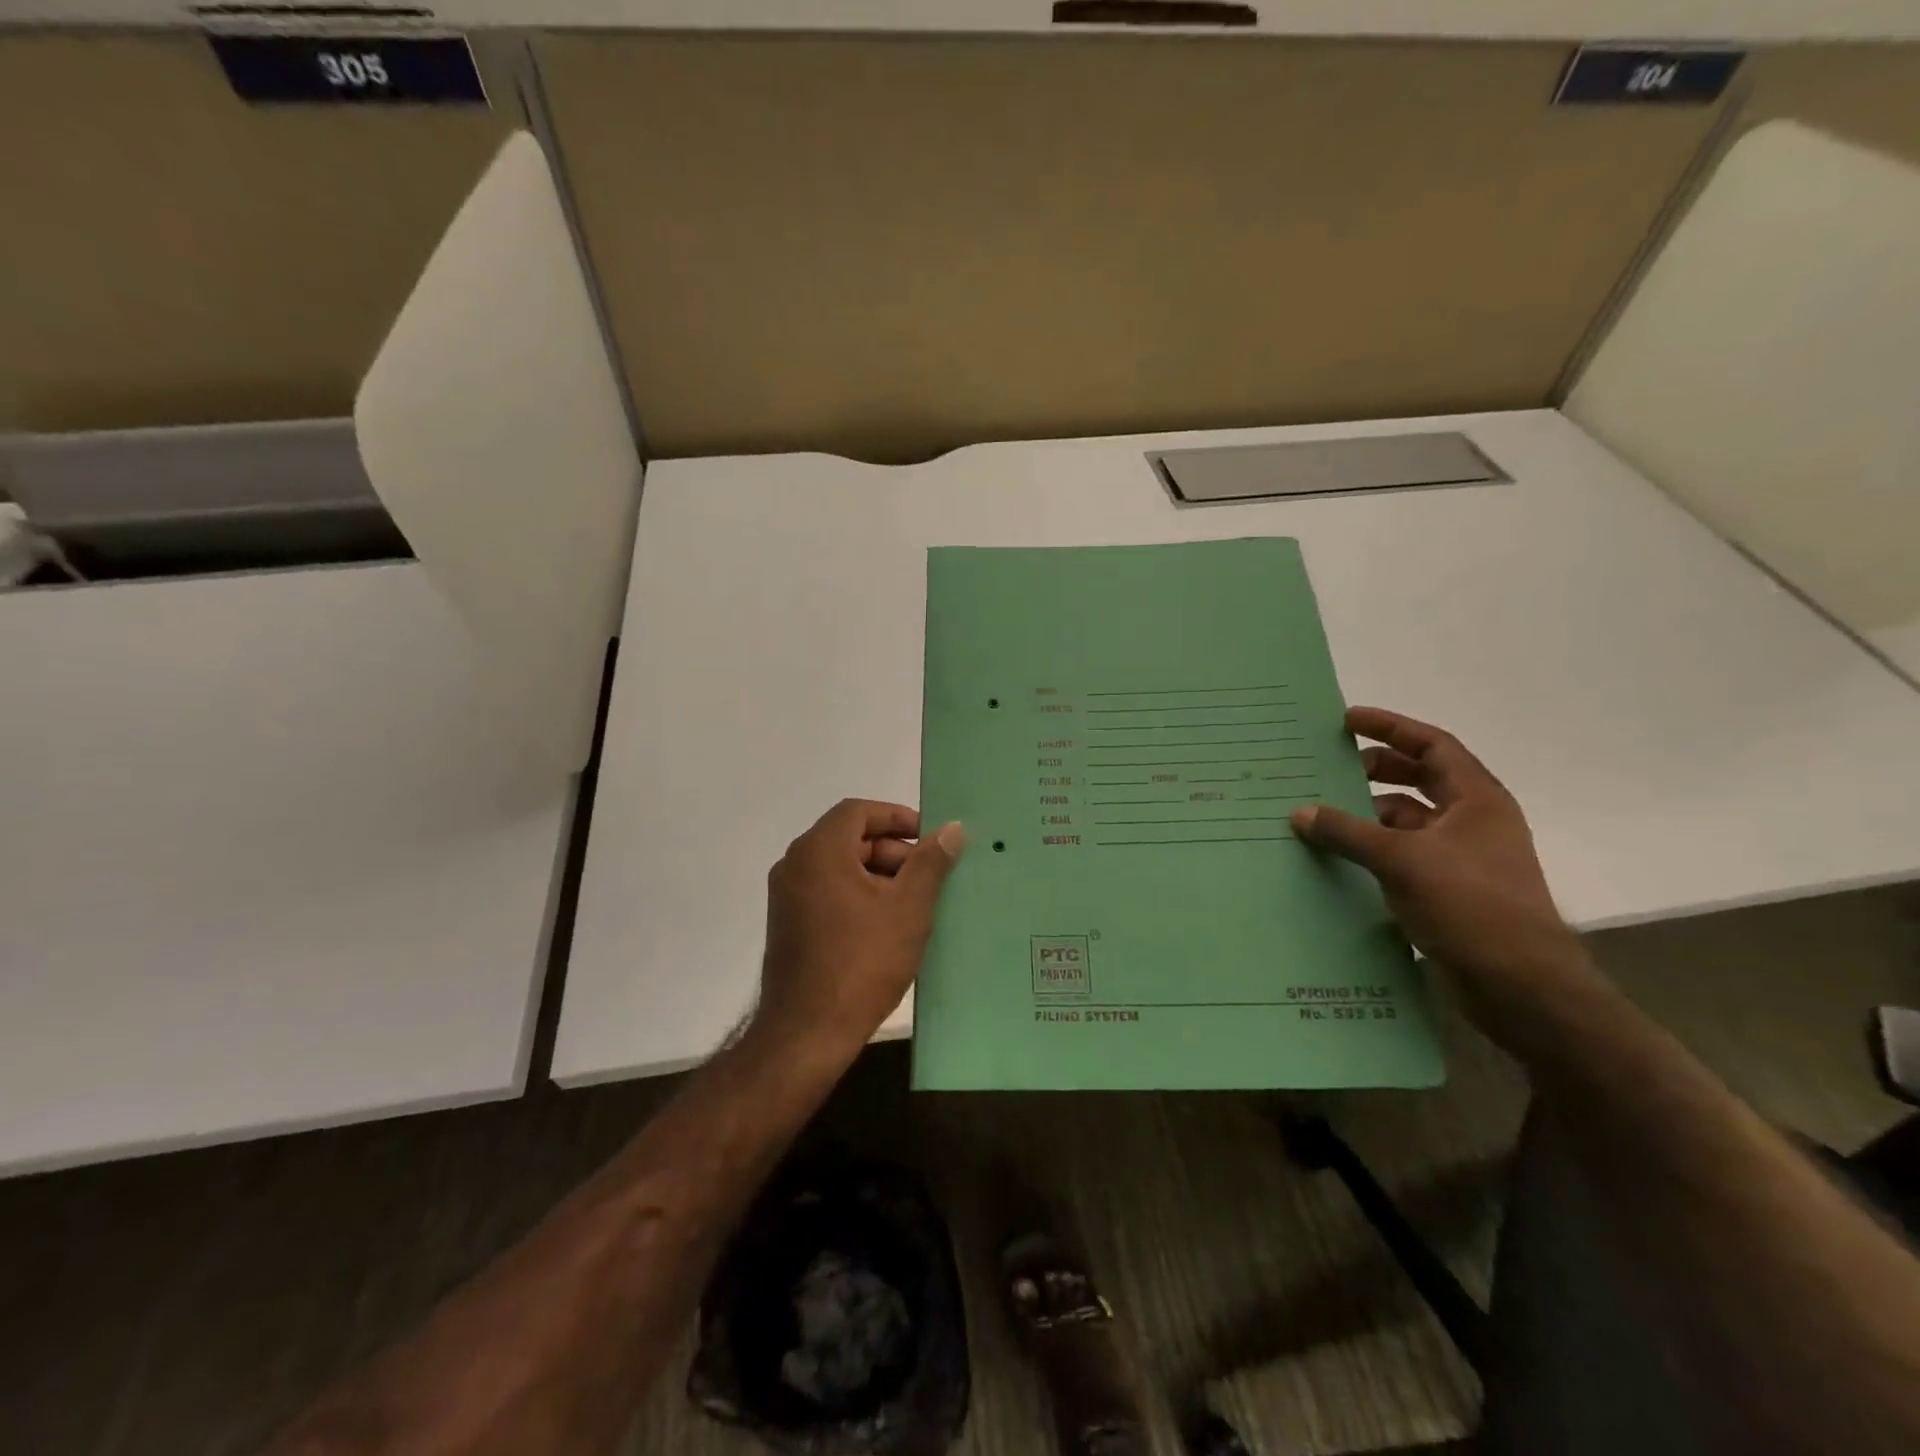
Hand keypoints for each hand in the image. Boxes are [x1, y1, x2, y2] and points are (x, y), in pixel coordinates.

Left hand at [754, 799, 964, 1058]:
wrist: (807, 1033)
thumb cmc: (862, 962)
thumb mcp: (908, 909)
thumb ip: (930, 863)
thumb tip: (952, 829)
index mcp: (818, 851)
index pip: (858, 811)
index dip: (897, 817)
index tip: (929, 838)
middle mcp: (795, 865)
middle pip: (849, 838)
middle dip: (893, 851)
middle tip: (929, 875)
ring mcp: (787, 896)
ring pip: (840, 867)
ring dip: (879, 875)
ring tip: (915, 903)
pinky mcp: (788, 924)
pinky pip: (828, 891)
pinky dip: (859, 895)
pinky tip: (888, 924)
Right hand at [1291, 707, 1585, 991]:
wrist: (1521, 986)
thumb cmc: (1470, 905)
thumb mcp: (1402, 860)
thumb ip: (1347, 832)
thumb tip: (1300, 813)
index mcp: (1477, 799)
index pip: (1432, 745)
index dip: (1390, 727)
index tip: (1346, 720)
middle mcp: (1472, 822)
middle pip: (1419, 779)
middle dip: (1375, 770)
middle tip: (1329, 768)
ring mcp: (1461, 858)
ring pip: (1408, 820)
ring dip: (1369, 814)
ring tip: (1322, 815)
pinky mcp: (1448, 891)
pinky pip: (1402, 855)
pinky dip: (1372, 850)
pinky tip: (1339, 858)